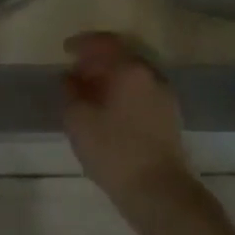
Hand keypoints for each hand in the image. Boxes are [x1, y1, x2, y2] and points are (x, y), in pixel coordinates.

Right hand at [62, 32, 192, 210]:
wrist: (159, 191)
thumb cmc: (114, 150)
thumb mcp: (78, 120)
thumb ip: (71, 92)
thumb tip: (69, 78)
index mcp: (130, 70)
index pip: (105, 43)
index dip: (82, 43)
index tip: (65, 50)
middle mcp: (151, 76)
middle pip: (122, 57)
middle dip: (97, 61)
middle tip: (75, 72)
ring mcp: (164, 96)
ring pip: (133, 76)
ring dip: (111, 78)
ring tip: (89, 93)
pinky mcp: (169, 117)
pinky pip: (141, 92)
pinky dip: (123, 92)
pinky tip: (108, 110)